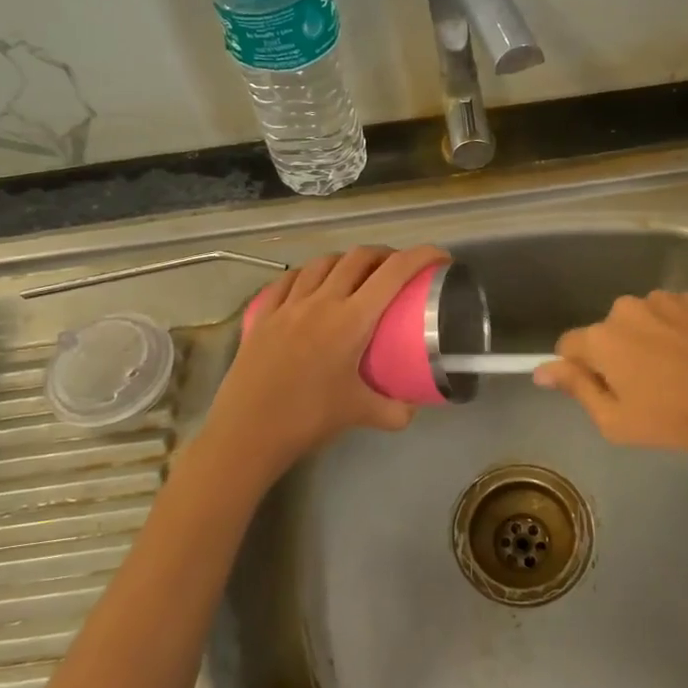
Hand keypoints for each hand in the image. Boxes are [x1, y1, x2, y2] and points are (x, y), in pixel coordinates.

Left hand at [197, 244, 449, 481]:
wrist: (247, 432)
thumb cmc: (308, 419)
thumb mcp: (361, 415)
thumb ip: (395, 410)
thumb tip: (414, 407)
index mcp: (351, 320)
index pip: (394, 273)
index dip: (422, 256)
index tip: (440, 257)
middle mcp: (321, 301)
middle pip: (359, 257)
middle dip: (385, 255)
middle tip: (398, 269)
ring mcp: (288, 304)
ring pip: (323, 263)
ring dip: (347, 261)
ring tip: (357, 274)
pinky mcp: (263, 314)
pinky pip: (289, 279)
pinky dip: (309, 274)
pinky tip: (311, 284)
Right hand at [534, 290, 687, 454]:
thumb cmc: (682, 419)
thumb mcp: (618, 421)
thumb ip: (577, 388)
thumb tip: (541, 370)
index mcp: (602, 339)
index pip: (569, 345)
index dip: (580, 369)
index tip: (604, 390)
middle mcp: (627, 309)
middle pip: (608, 332)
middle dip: (618, 354)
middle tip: (648, 389)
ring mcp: (666, 299)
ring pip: (643, 320)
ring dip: (650, 340)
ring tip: (681, 372)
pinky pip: (675, 314)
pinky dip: (680, 331)